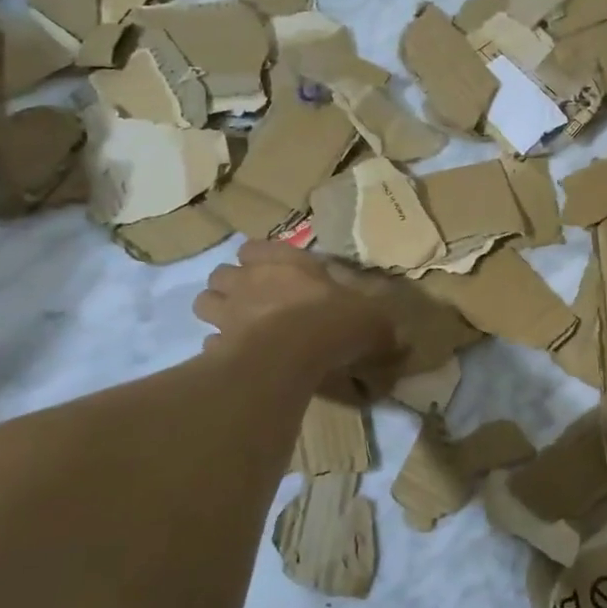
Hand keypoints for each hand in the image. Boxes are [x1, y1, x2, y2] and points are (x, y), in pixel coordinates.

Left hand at [193, 241, 399, 378]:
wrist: (291, 356)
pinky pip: (211, 344)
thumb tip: (401, 337)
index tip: (275, 273)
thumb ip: (381, 323)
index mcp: (284, 262)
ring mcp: (228, 314)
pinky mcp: (218, 347)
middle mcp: (249, 281)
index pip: (255, 248)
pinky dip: (221, 350)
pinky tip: (240, 358)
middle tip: (255, 301)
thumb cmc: (333, 321)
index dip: (261, 260)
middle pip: (222, 274)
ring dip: (219, 312)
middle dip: (233, 285)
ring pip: (205, 303)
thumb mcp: (373, 318)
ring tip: (240, 327)